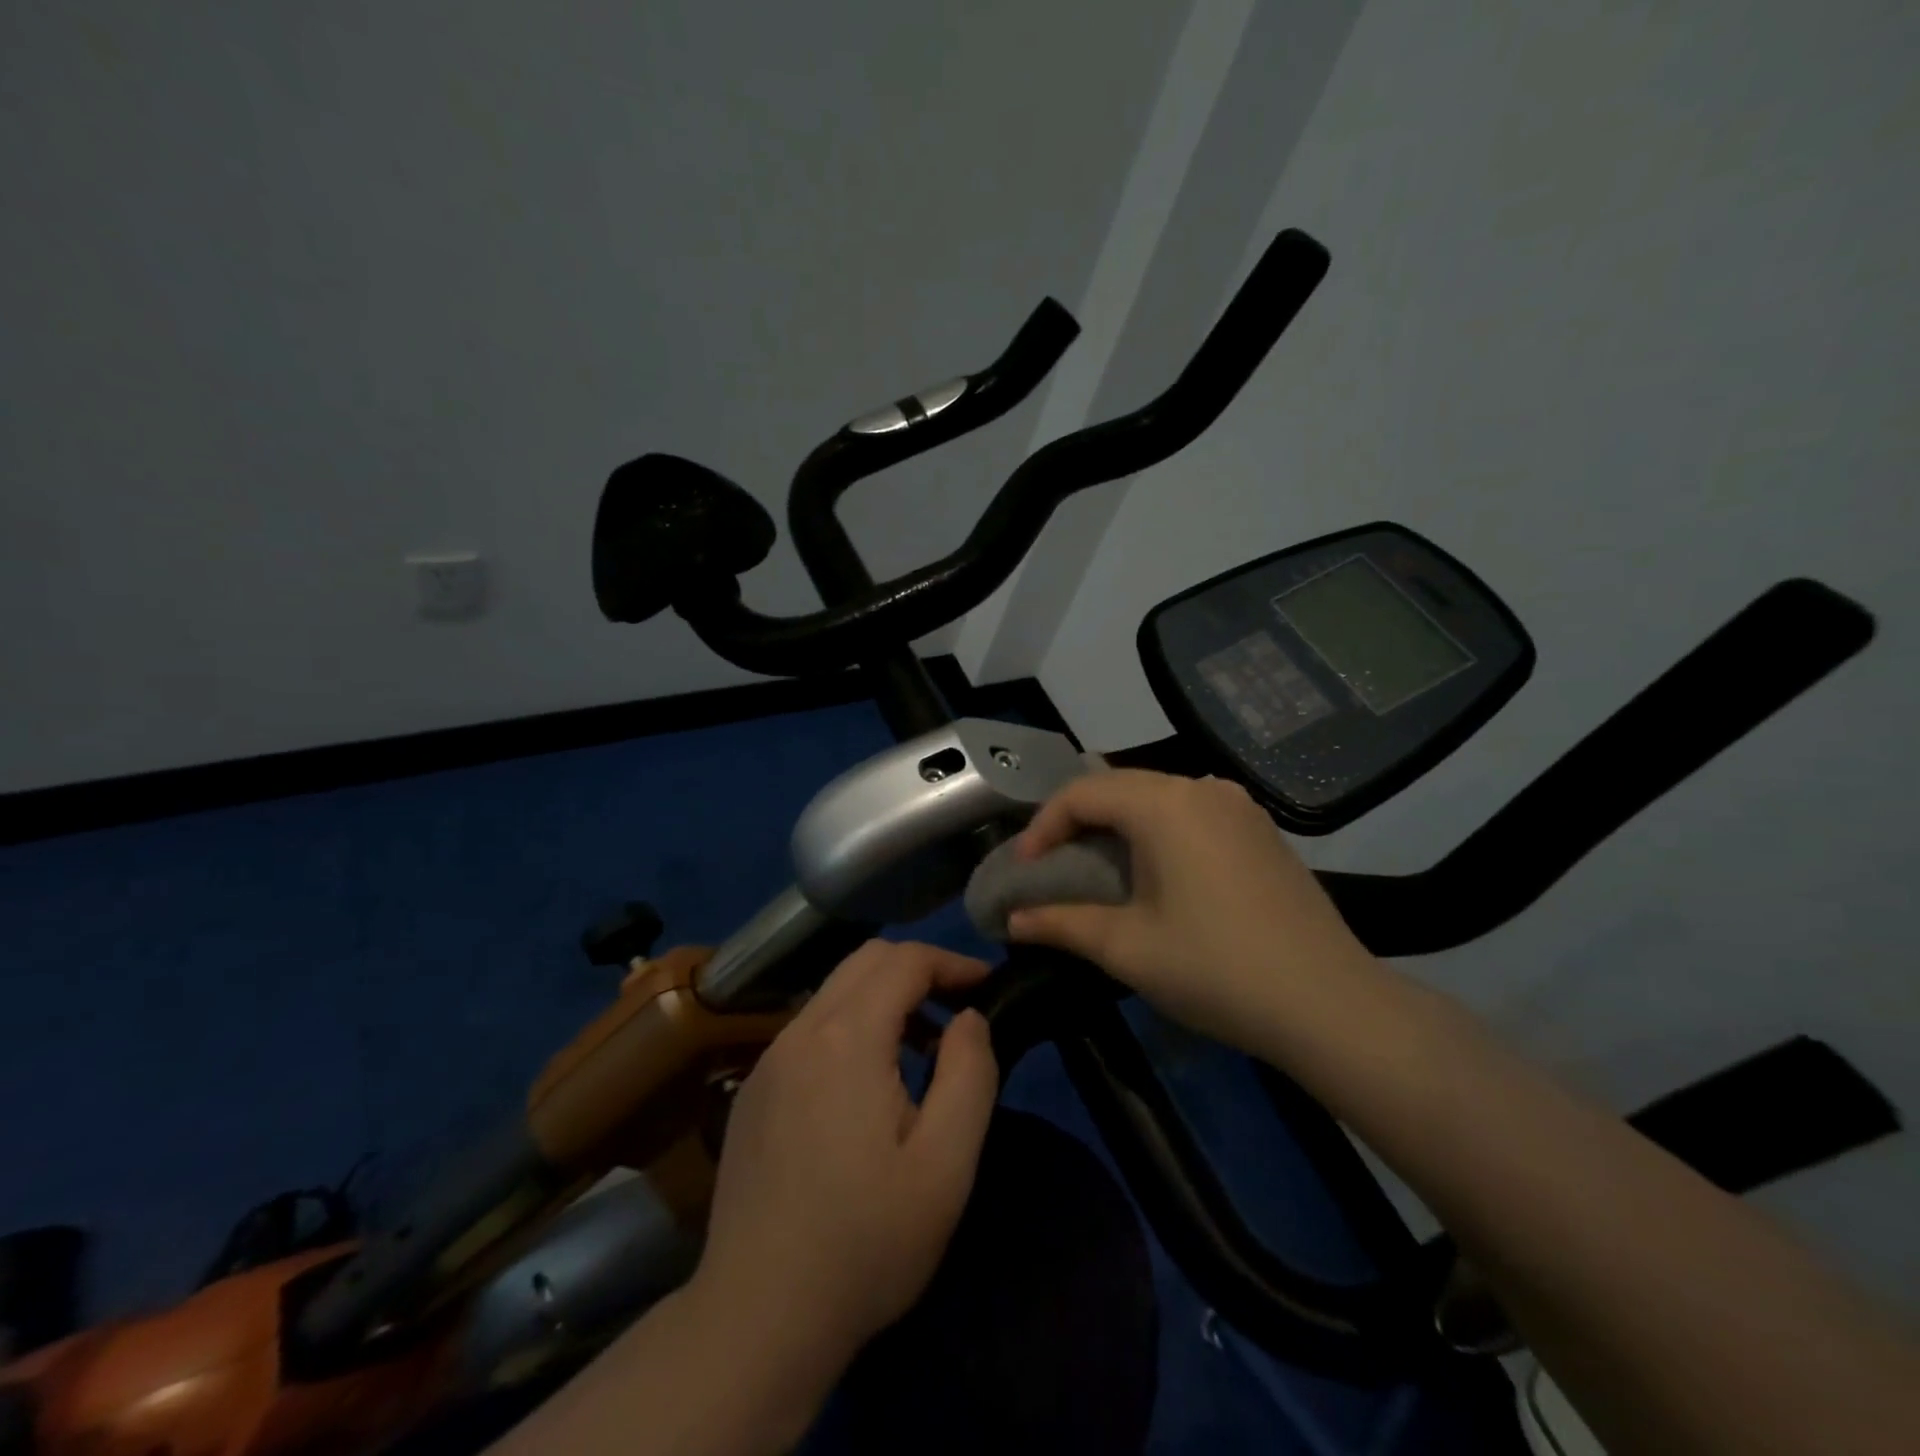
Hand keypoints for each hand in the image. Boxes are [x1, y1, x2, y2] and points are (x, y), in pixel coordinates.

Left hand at [689, 940, 998, 1381]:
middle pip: (865, 960)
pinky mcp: (754, 1089)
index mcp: (847, 1038)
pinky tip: (868, 1085)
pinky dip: (851, 1026)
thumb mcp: (945, 1165)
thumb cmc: (865, 1242)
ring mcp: (769, 1059)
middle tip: (957, 1010)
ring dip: (884, 998)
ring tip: (922, 1049)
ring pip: (835, 991)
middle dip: (918, 969)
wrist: (758, 1316)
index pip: (904, 960)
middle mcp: (801, 1031)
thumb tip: (969, 1017)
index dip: (951, 961)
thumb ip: (970, 1074)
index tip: (986, 987)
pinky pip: (811, 1028)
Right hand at [1007, 770, 1373, 1050]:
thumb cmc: (1216, 969)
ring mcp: (1239, 806)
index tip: (1024, 870)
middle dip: (1077, 822)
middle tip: (1052, 866)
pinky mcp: (1262, 830)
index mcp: (1164, 804)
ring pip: (1157, 797)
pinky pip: (1192, 813)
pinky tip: (1156, 872)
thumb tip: (1012, 922)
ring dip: (1118, 825)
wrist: (1330, 1003)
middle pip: (1120, 787)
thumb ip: (1061, 924)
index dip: (1043, 826)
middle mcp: (1202, 788)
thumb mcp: (1127, 948)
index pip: (1082, 793)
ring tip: (1098, 868)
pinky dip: (1158, 831)